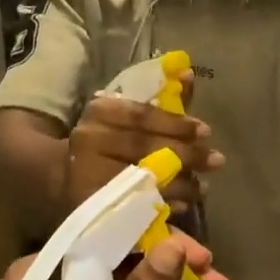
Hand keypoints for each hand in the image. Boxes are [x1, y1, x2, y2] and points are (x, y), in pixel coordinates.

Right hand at [66, 83, 222, 214]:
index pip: (142, 116)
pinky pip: (134, 205)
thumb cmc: (106, 139)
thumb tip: (189, 74)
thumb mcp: (128, 115)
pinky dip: (162, 205)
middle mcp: (89, 139)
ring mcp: (87, 174)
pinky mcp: (91, 205)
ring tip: (204, 186)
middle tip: (217, 160)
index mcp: (100, 112)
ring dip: (180, 184)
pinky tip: (184, 205)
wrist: (62, 174)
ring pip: (142, 178)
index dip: (177, 124)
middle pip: (145, 147)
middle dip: (186, 154)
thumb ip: (162, 99)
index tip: (206, 131)